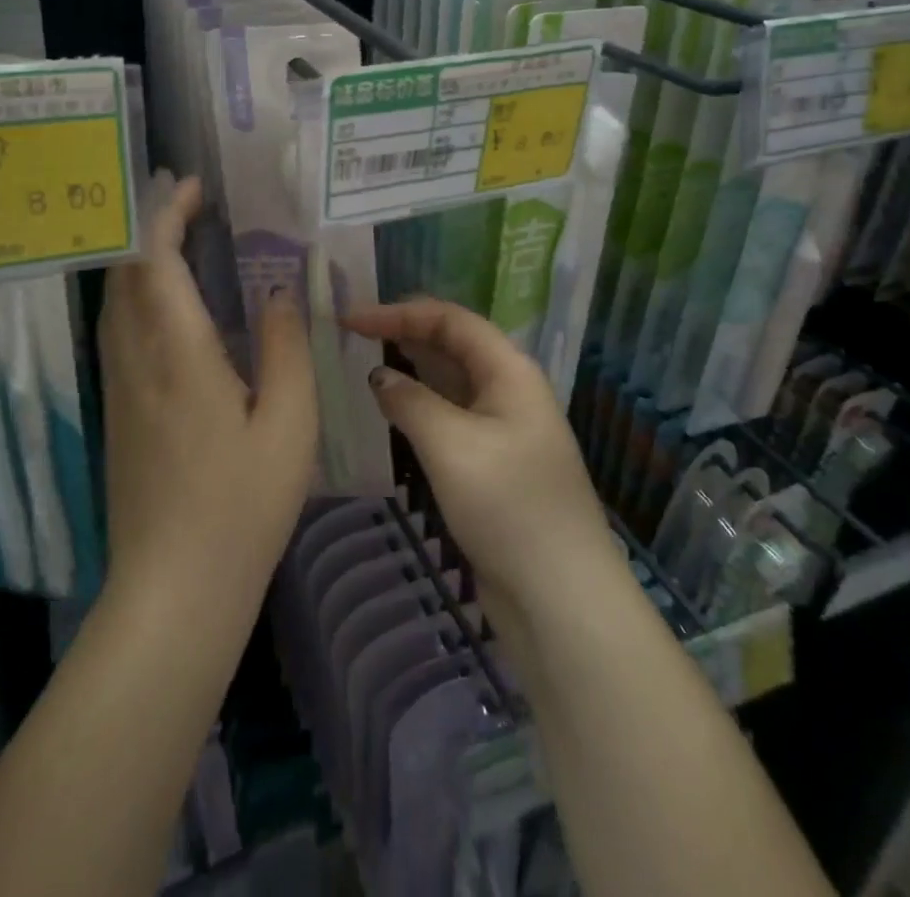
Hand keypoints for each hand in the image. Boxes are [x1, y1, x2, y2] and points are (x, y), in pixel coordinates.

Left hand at [96, 176, 317, 613]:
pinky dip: (141, 296)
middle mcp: (136, 362)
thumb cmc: (241, 506)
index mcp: (178, 356)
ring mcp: (120, 390)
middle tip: (190, 202)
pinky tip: (174, 306)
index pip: (155, 261)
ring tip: (183, 239)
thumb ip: (287, 348)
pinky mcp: (117, 414)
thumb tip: (281, 292)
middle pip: (125, 274)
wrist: (173, 592)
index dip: (168, 214)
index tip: (194, 187)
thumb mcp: (289, 424)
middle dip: (149, 225)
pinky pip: (120, 332)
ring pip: (116, 303)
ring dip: (141, 259)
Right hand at [340, 299, 620, 638]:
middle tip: (349, 336)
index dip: (399, 312)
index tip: (349, 318)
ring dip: (409, 369)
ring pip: (449, 381)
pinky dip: (418, 406)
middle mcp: (508, 388)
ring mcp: (502, 427)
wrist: (560, 596)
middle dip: (403, 334)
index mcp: (509, 370)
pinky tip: (389, 411)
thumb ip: (410, 401)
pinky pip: (450, 417)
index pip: (450, 320)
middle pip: (451, 345)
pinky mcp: (492, 462)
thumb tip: (380, 375)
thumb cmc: (508, 506)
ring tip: (360, 363)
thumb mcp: (451, 445)